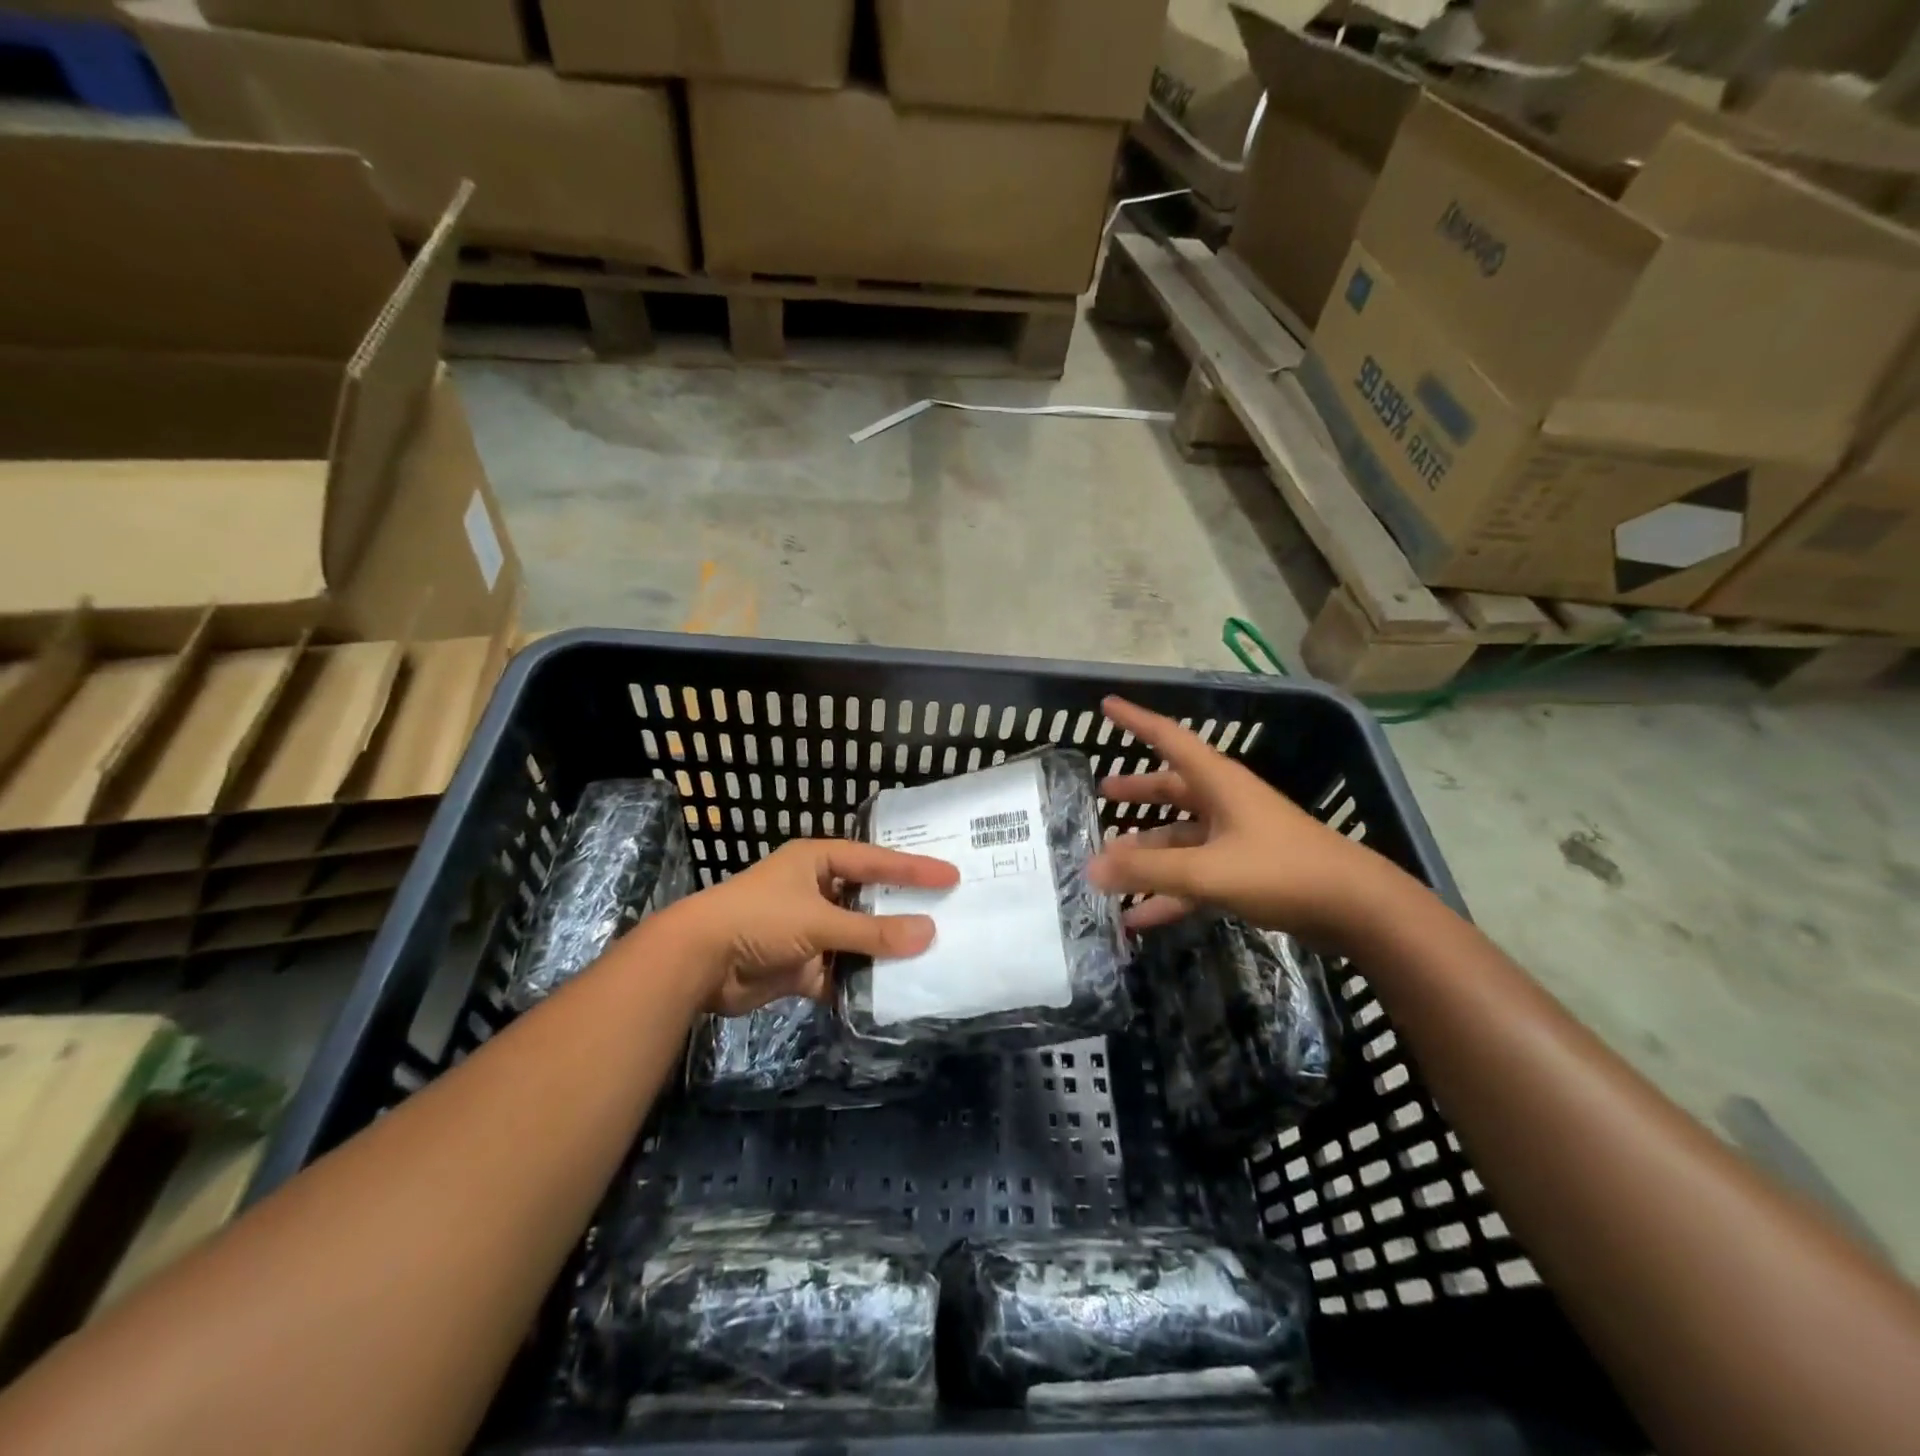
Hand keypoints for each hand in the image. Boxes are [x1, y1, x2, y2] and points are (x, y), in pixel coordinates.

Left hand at [670, 839, 958, 1015]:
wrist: (697, 963)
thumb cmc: (759, 920)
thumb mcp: (819, 920)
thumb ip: (872, 932)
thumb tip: (928, 935)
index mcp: (817, 862)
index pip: (875, 860)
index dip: (913, 867)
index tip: (951, 875)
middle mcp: (815, 890)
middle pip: (868, 899)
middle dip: (901, 910)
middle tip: (946, 913)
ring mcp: (807, 928)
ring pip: (856, 938)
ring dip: (882, 950)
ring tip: (928, 956)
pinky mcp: (799, 964)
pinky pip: (839, 971)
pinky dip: (858, 982)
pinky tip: (889, 991)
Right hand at [1087, 696, 1388, 944]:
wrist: (1356, 909)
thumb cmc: (1281, 871)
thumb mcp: (1208, 870)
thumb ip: (1149, 870)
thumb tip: (1091, 868)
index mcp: (1218, 783)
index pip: (1169, 738)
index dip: (1136, 720)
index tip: (1106, 704)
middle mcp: (1225, 803)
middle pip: (1172, 789)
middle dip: (1138, 792)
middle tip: (1103, 793)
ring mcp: (1236, 839)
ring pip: (1180, 839)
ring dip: (1147, 854)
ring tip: (1108, 868)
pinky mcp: (1246, 872)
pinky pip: (1194, 877)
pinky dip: (1167, 894)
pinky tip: (1137, 917)